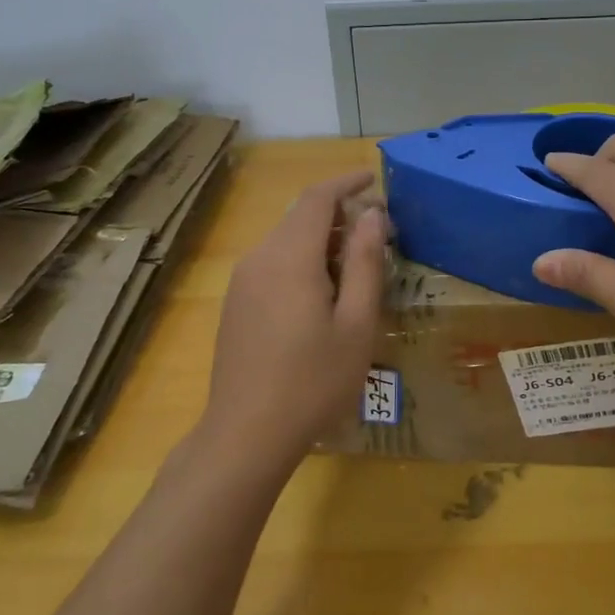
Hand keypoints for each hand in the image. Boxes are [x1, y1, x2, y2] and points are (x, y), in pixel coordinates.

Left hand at [199, 171, 388, 472]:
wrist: (246, 435)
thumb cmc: (313, 381)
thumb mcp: (355, 324)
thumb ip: (365, 263)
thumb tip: (372, 215)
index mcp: (290, 257)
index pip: (318, 198)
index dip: (347, 182)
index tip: (375, 179)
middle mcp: (260, 258)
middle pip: (300, 216)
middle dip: (339, 213)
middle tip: (378, 231)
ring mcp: (242, 281)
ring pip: (286, 240)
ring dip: (322, 239)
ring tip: (357, 264)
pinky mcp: (236, 303)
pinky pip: (274, 263)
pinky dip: (303, 259)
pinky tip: (323, 292)